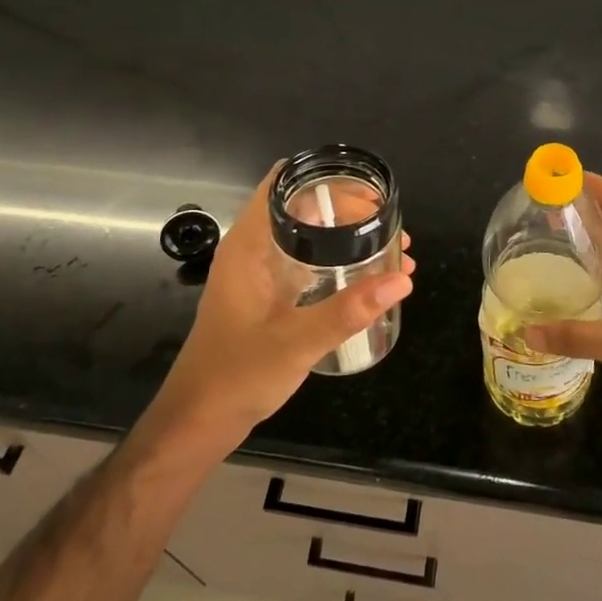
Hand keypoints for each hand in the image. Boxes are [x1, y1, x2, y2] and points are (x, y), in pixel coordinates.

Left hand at [141, 165, 413, 458]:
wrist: (199, 422)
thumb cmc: (236, 375)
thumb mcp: (296, 342)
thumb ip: (348, 311)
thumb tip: (402, 279)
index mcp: (249, 246)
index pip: (283, 186)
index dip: (325, 179)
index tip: (367, 190)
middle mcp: (254, 252)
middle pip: (303, 209)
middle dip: (349, 210)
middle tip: (391, 223)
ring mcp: (261, 275)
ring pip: (309, 239)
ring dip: (349, 239)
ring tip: (394, 248)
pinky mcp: (269, 298)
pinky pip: (309, 266)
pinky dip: (340, 264)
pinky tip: (371, 282)